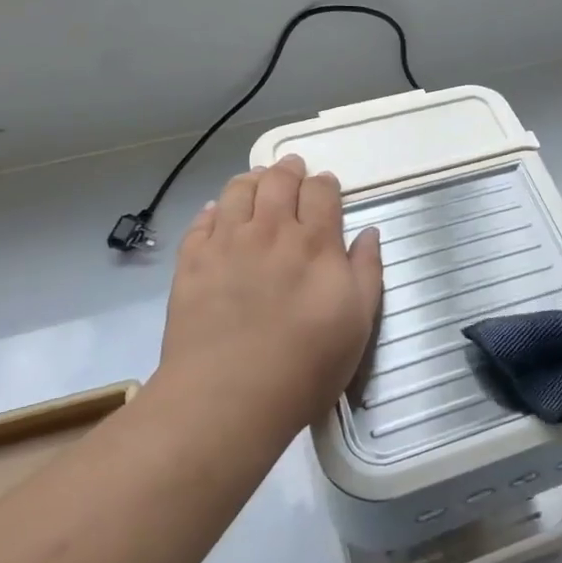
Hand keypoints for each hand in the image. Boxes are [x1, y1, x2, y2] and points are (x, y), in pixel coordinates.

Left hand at [155, 155, 383, 447]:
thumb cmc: (306, 364)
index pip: (321, 192)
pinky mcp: (192, 262)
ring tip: (256, 180)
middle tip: (291, 167)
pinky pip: (202, 220)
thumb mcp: (358, 321)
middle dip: (288, 170)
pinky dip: (213, 209)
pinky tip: (217, 212)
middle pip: (279, 181)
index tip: (325, 185)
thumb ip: (367, 270)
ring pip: (238, 191)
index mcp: (316, 242)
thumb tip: (369, 232)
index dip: (324, 183)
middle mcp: (271, 231)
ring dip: (251, 180)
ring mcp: (227, 243)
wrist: (229, 395)